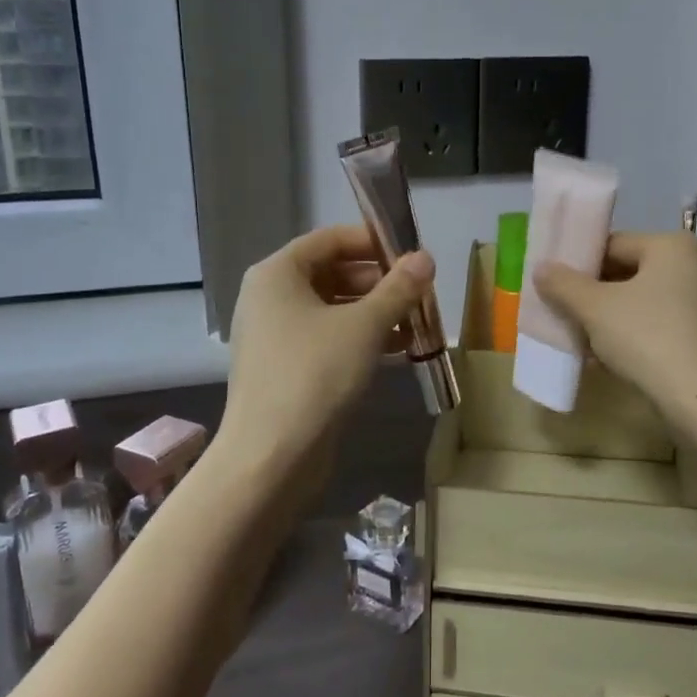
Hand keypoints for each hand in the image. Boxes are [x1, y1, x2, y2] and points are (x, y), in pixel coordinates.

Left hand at [223, 223, 435, 464]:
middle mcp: (270, 298)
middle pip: (332, 273)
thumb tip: (426, 257)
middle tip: (421, 292)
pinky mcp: (286, 368)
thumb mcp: (365, 326)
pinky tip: (398, 350)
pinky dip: (361, 339)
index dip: (372, 241)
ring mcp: (276, 335)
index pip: (330, 239)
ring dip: (376, 312)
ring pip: (333, 309)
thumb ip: (398, 288)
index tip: (412, 254)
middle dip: (380, 282)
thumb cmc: (315, 375)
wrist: (272, 457)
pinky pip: (328, 339)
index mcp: (278, 274)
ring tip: (417, 322)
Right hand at [534, 231, 696, 419]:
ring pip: (646, 302)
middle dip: (595, 295)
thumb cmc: (647, 338)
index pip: (614, 244)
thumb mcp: (594, 309)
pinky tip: (613, 358)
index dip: (579, 265)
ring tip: (583, 341)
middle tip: (565, 314)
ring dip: (613, 318)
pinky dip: (638, 334)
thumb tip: (542, 268)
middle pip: (631, 272)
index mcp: (673, 246)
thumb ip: (563, 284)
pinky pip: (665, 324)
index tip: (555, 287)